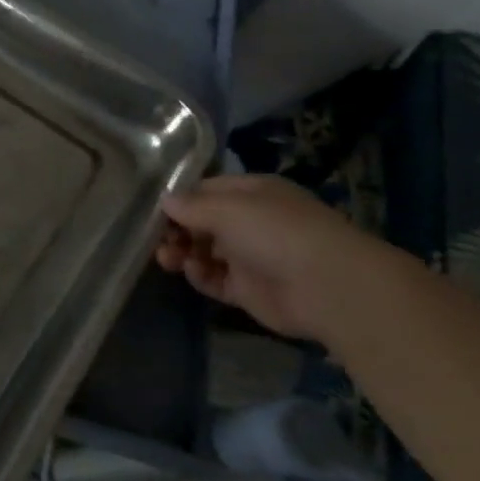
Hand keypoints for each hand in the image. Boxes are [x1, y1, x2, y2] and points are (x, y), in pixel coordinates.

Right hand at [154, 174, 382, 338]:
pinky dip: (200, 275)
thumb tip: (165, 201)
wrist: (326, 287)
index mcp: (252, 193)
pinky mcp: (249, 289)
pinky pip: (215, 279)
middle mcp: (252, 221)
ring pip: (205, 251)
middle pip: (202, 223)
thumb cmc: (275, 232)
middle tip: (158, 239)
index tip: (154, 211)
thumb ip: (190, 205)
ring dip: (183, 253)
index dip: (180, 200)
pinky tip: (194, 272)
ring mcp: (251, 256)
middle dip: (177, 230)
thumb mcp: (226, 208)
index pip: (206, 191)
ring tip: (168, 259)